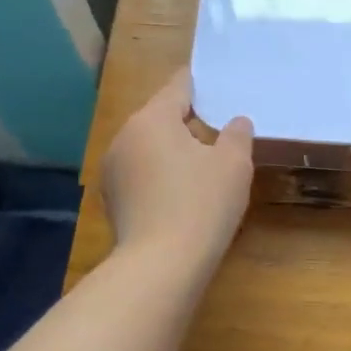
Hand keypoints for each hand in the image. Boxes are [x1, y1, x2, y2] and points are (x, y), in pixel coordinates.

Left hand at [103, 70, 253, 269]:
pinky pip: (143, 175)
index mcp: (151, 119)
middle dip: (190, 122)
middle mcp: (124, 138)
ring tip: (205, 166)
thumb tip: (236, 122)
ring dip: (174, 151)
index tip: (219, 85)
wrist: (161, 266)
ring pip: (150, 148)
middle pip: (161, 118)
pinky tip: (183, 196)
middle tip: (222, 131)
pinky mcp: (113, 201)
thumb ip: (237, 134)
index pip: (178, 87)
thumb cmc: (201, 204)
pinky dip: (162, 177)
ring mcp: (113, 171)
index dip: (201, 84)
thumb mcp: (233, 165)